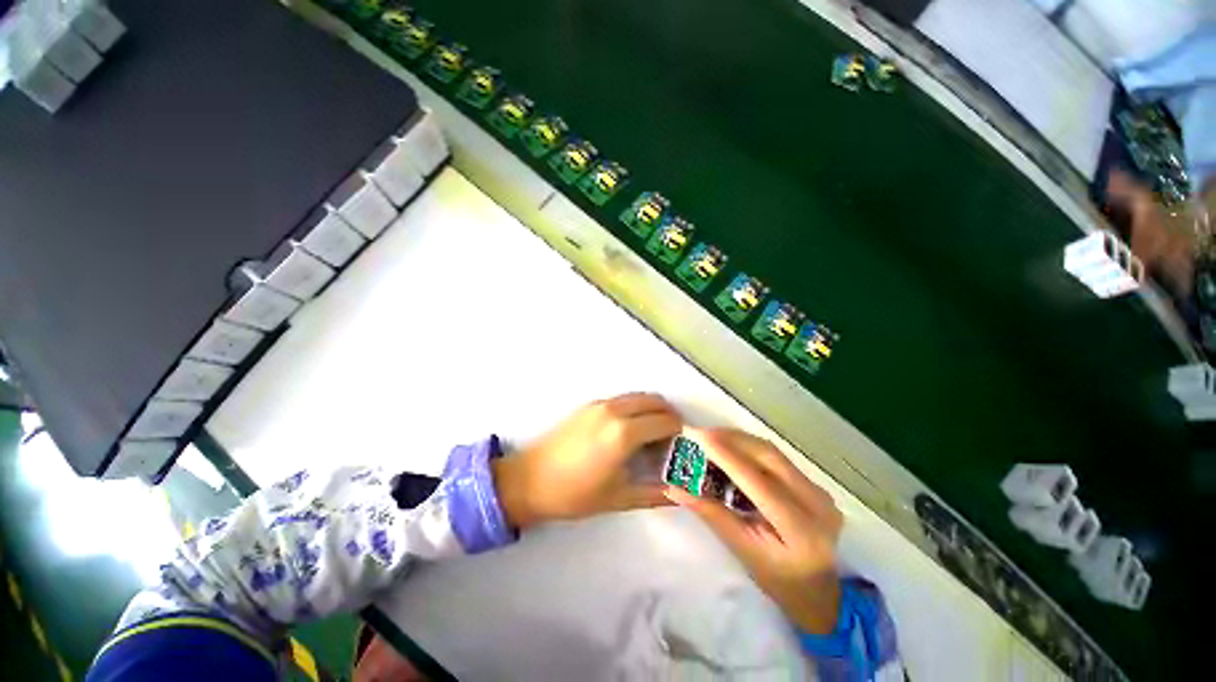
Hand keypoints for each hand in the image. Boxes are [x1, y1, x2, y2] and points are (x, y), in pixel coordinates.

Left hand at [492, 393, 680, 529]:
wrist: (529, 480)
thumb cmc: (575, 494)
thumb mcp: (618, 498)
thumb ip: (654, 493)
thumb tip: (680, 491)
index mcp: (624, 433)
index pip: (666, 421)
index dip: (680, 432)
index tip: (685, 445)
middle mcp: (614, 410)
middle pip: (655, 400)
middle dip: (669, 414)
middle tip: (672, 437)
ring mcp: (600, 404)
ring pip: (638, 396)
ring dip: (652, 409)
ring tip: (652, 433)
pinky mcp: (588, 405)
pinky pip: (622, 399)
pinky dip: (635, 408)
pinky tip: (629, 430)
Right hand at [666, 427, 843, 634]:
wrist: (821, 593)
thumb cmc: (777, 580)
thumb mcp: (742, 550)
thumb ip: (711, 513)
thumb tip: (674, 488)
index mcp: (800, 528)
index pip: (757, 481)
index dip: (726, 455)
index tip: (698, 436)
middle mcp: (816, 502)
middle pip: (768, 455)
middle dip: (731, 439)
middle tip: (700, 434)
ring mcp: (819, 490)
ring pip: (773, 451)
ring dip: (739, 440)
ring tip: (710, 438)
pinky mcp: (814, 484)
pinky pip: (777, 458)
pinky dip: (750, 449)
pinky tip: (731, 449)